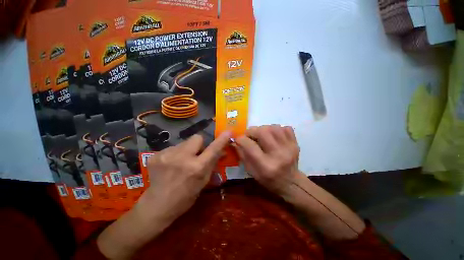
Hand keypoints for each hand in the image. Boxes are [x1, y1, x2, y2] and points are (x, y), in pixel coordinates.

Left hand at [145, 131, 230, 219]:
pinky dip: (175, 153)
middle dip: (200, 144)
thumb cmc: (186, 196)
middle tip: (196, 155)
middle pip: (197, 137)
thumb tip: (223, 151)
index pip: (213, 149)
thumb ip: (213, 163)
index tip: (228, 132)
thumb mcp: (204, 181)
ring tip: (181, 162)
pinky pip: (173, 147)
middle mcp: (182, 158)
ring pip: (184, 142)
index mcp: (196, 168)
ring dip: (187, 149)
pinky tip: (171, 164)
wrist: (157, 206)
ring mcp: (166, 155)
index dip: (221, 140)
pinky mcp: (155, 155)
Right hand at [234, 125, 301, 195]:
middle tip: (249, 135)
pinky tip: (273, 136)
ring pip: (273, 127)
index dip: (241, 139)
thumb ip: (242, 155)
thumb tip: (235, 141)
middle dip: (252, 131)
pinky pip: (285, 128)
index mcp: (266, 166)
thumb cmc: (268, 179)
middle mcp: (278, 155)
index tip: (238, 139)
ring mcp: (289, 148)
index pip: (250, 145)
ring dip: (263, 128)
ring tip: (261, 135)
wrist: (291, 182)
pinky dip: (276, 129)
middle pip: (262, 132)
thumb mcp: (251, 171)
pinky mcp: (295, 143)